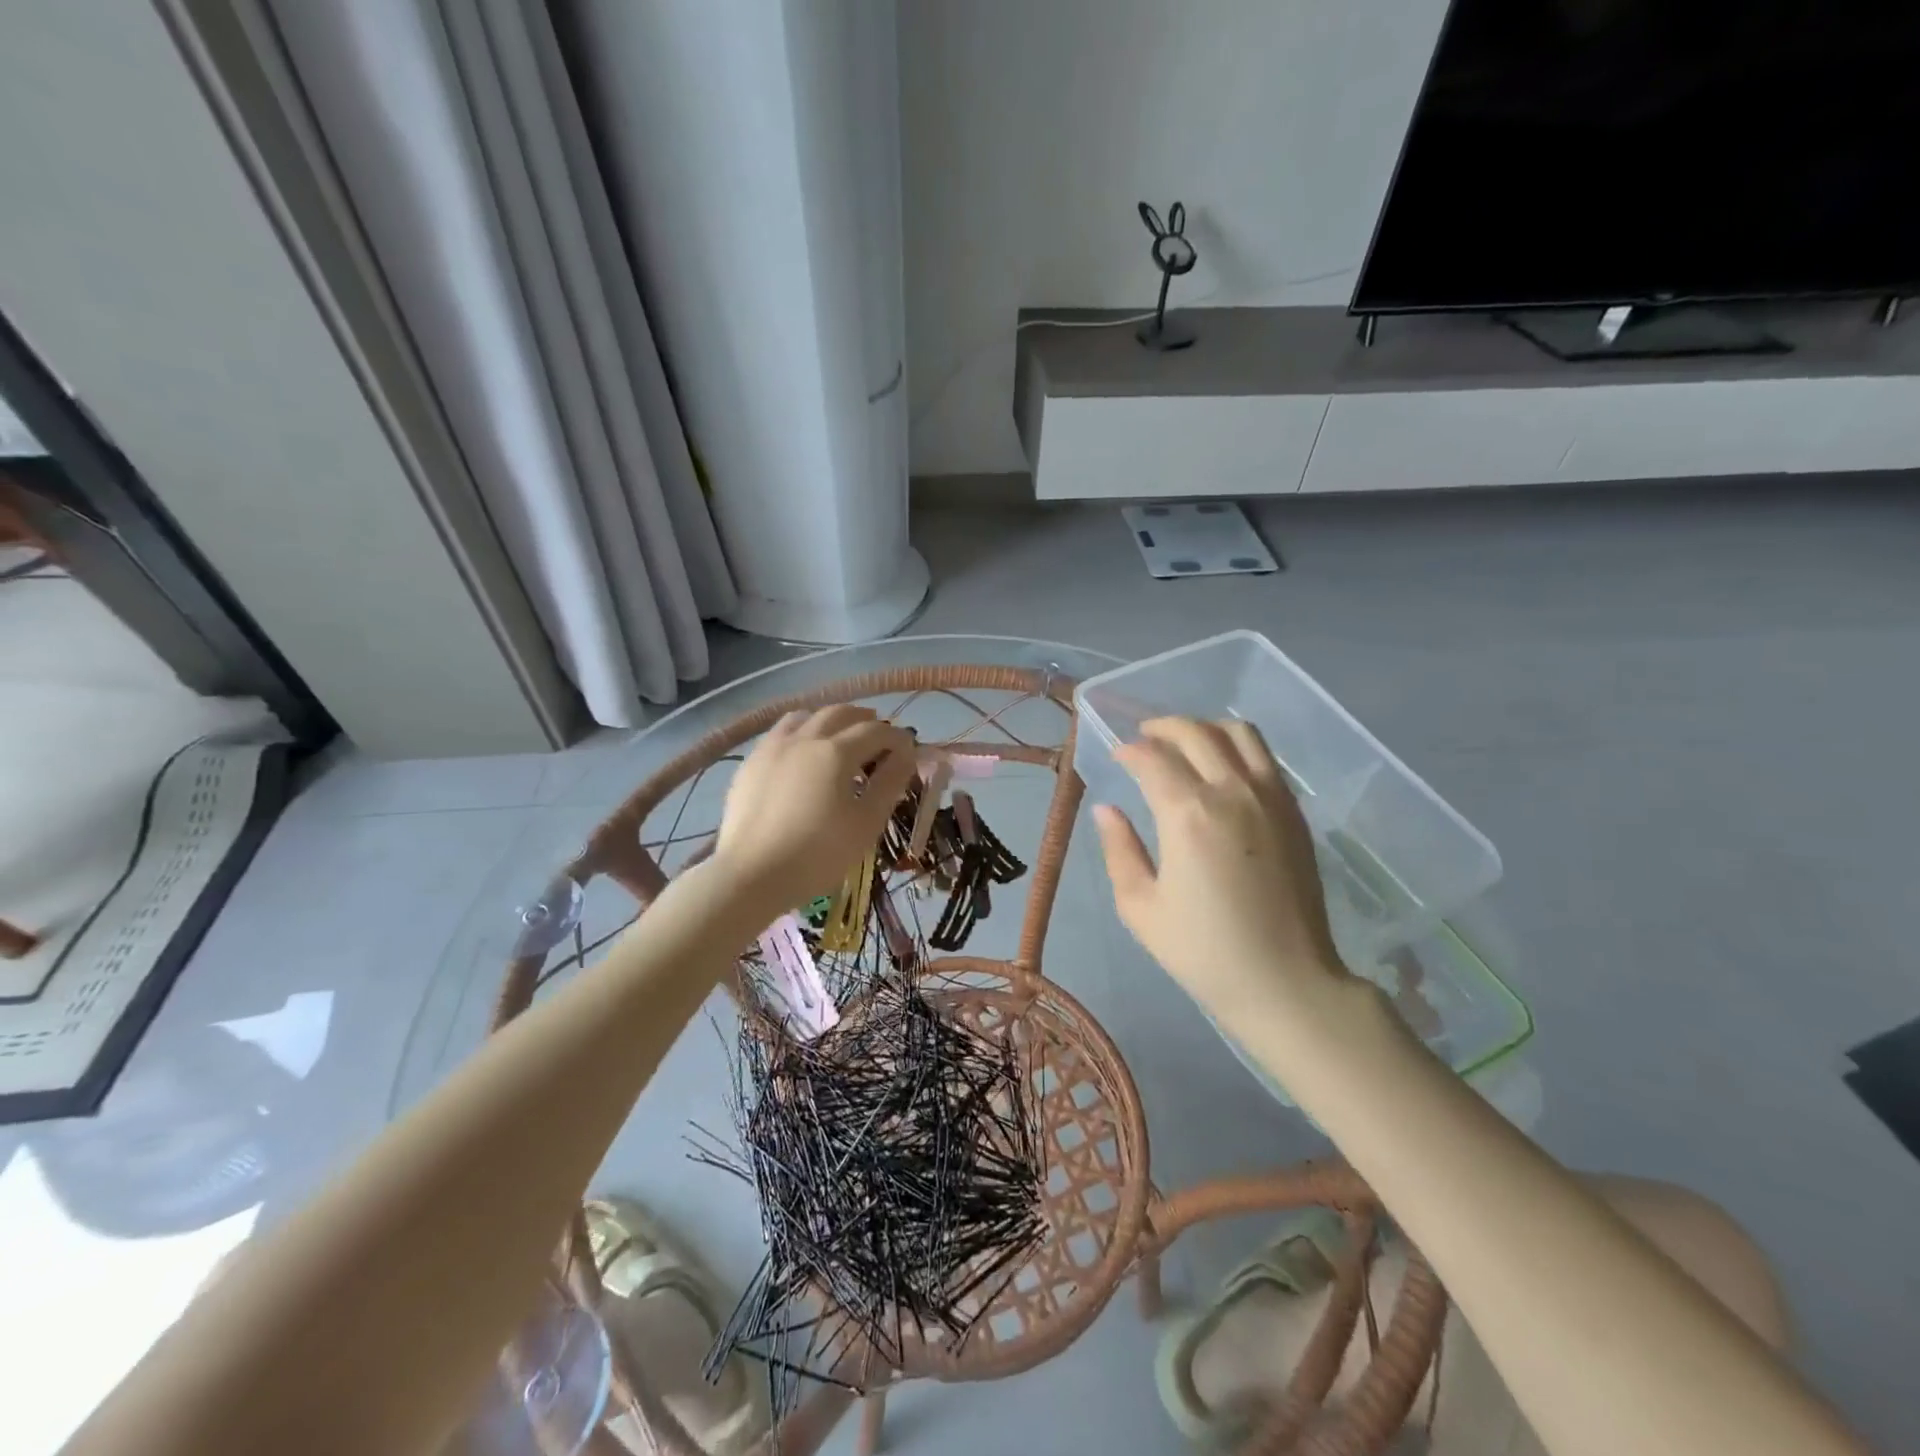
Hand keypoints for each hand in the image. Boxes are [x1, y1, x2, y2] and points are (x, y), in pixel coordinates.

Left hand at [712, 706, 915, 911]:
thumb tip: (907, 754)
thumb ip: (889, 783)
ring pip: (806, 716)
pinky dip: (801, 730)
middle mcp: (805, 738)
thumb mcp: (865, 823)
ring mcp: (773, 747)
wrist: (751, 875)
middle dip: (865, 719)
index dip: (897, 738)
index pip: (876, 732)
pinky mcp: (751, 763)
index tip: (909, 748)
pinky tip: (801, 750)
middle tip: (879, 735)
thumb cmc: (817, 854)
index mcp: (836, 752)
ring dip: (830, 719)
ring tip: (840, 734)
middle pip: (840, 713)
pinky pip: (780, 732)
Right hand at [1092, 718, 1347, 1021]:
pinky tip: (1222, 766)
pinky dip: (1237, 746)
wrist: (1285, 980)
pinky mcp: (1293, 811)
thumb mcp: (1140, 907)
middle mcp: (1232, 792)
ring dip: (1204, 727)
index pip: (1153, 758)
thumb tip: (1107, 809)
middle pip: (1195, 732)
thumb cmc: (1203, 950)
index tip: (1117, 756)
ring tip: (1184, 743)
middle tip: (1143, 739)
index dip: (1129, 750)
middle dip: (1162, 727)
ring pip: (1238, 732)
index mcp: (1188, 815)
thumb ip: (1119, 849)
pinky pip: (1265, 756)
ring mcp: (1270, 797)